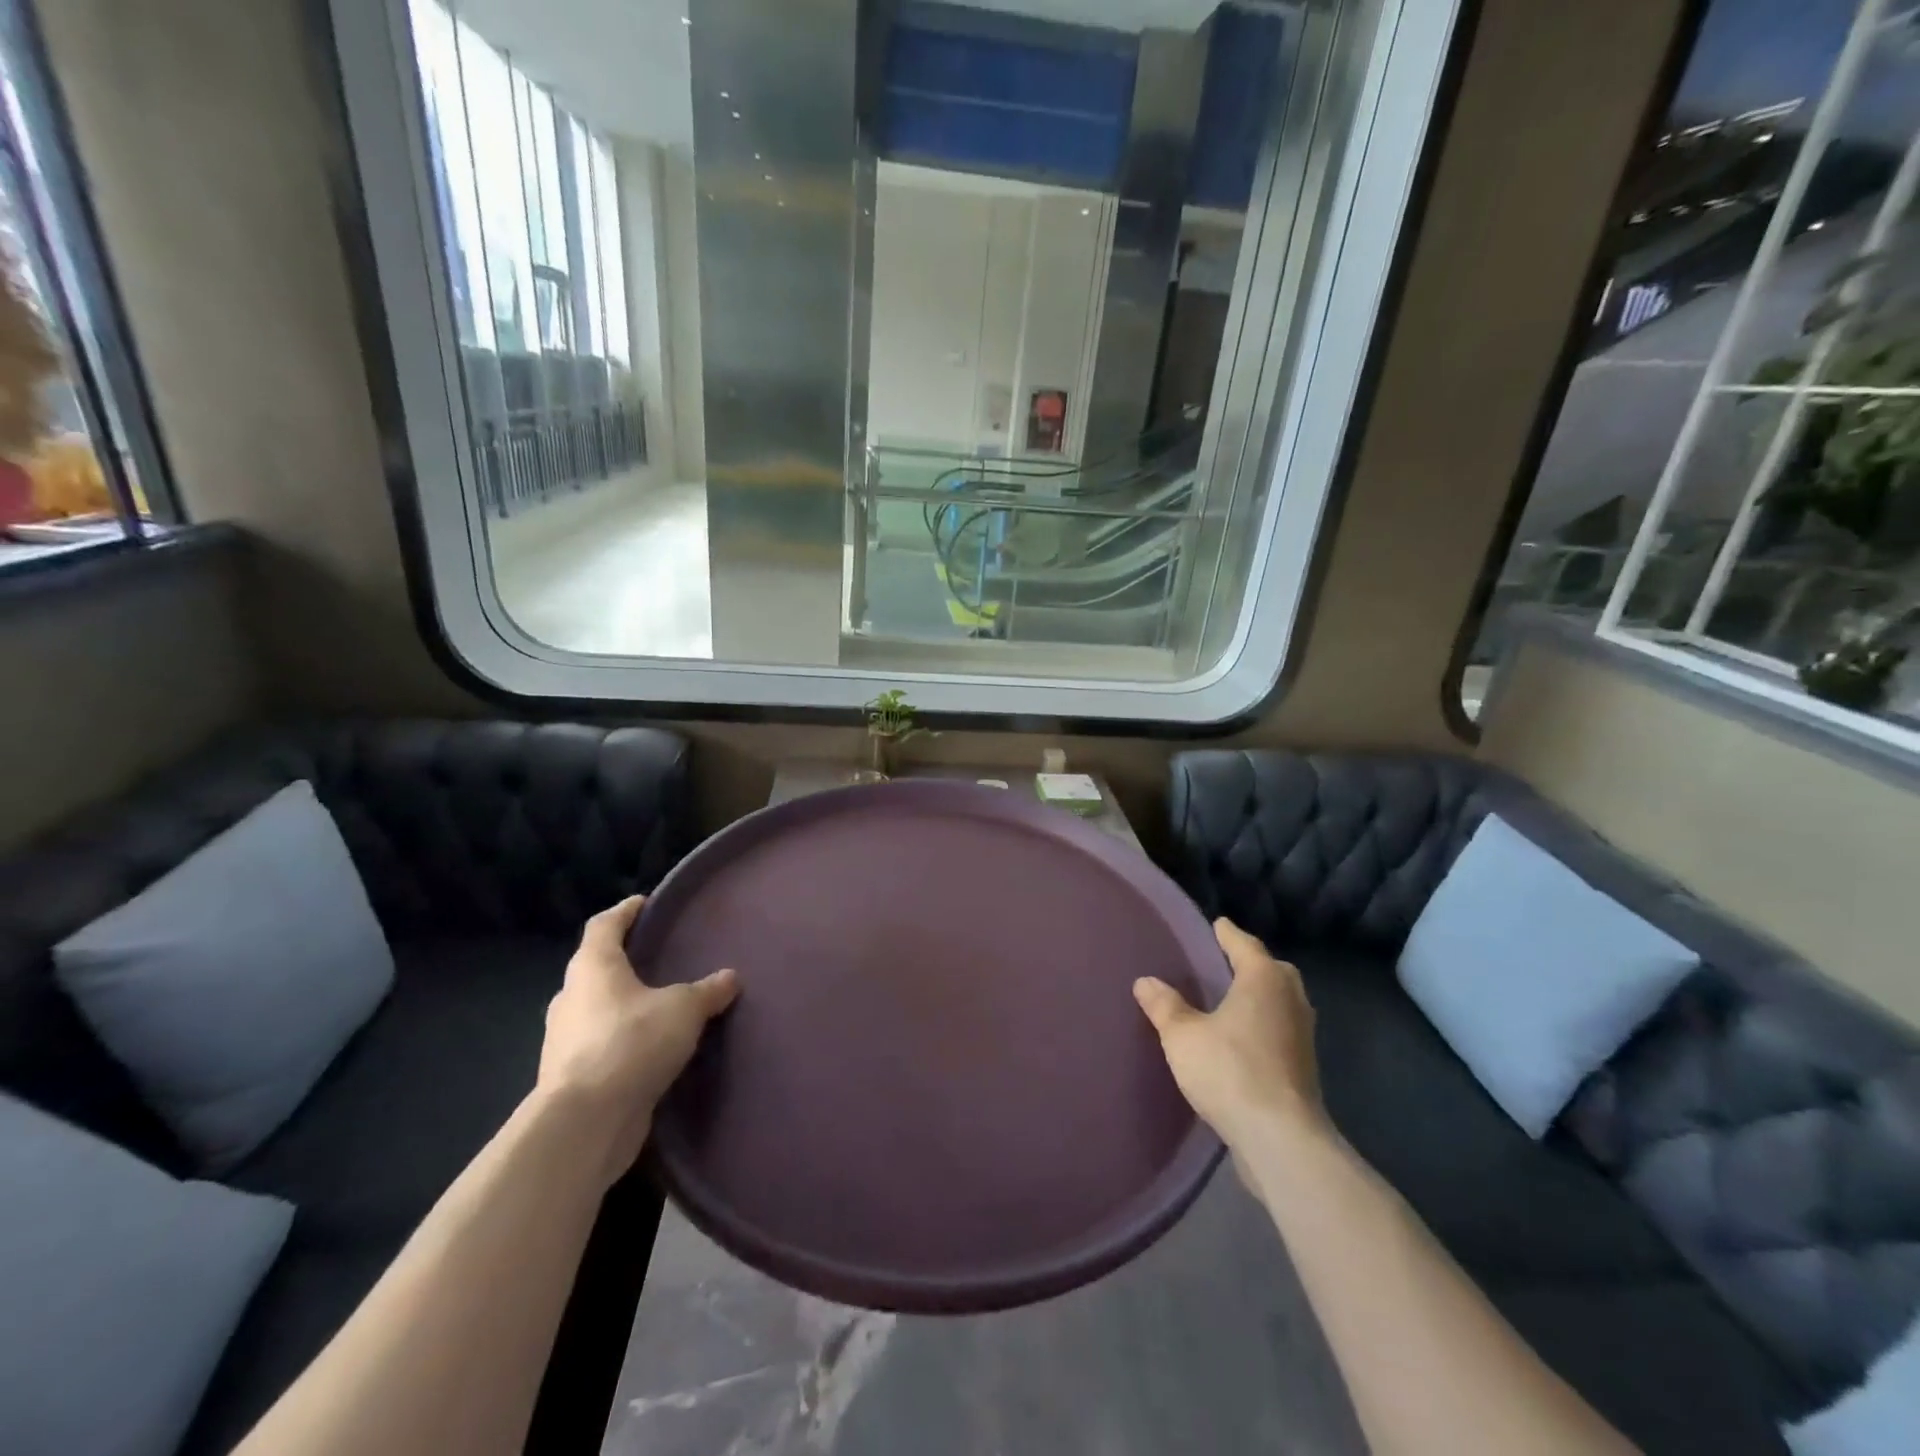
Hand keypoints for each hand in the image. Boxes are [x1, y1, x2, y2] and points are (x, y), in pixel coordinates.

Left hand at [536, 896, 737, 1181]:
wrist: (585, 1123)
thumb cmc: (631, 1043)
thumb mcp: (683, 1009)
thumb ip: (708, 991)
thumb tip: (731, 976)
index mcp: (592, 967)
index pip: (604, 925)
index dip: (625, 911)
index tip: (646, 904)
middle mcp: (571, 997)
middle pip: (596, 967)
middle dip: (625, 962)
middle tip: (661, 958)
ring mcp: (566, 1040)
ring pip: (597, 1009)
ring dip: (624, 1006)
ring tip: (662, 1006)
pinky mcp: (572, 1077)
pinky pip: (601, 1046)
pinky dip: (623, 1042)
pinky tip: (651, 1050)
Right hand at [1133, 917, 1324, 1153]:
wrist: (1280, 1138)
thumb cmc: (1230, 1070)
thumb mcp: (1182, 1035)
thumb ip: (1164, 1006)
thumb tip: (1145, 982)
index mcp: (1263, 979)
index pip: (1245, 945)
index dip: (1228, 934)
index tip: (1218, 924)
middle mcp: (1290, 999)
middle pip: (1273, 970)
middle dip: (1252, 963)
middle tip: (1227, 960)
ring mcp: (1303, 1035)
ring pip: (1283, 1000)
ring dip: (1262, 995)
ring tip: (1234, 998)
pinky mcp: (1304, 1067)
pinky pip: (1282, 1029)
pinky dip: (1265, 1023)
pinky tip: (1245, 1037)